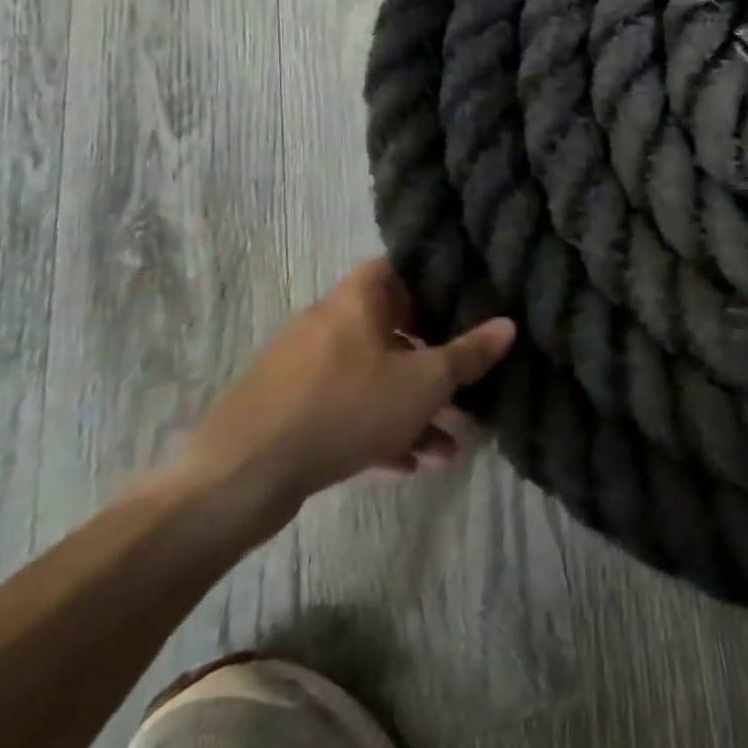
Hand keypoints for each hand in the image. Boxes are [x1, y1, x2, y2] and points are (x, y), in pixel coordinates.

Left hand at [170, 258, 515, 533]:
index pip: (399, 267)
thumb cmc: (344, 408)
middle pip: (391, 327)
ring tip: (446, 444)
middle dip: (431, 360)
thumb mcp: (423, 382)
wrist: (237, 479)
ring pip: (371, 377)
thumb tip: (509, 324)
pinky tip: (407, 465)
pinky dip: (376, 429)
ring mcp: (303, 369)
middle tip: (463, 381)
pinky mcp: (286, 412)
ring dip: (410, 406)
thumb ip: (468, 354)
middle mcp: (328, 323)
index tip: (465, 301)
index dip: (433, 280)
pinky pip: (344, 409)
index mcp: (357, 299)